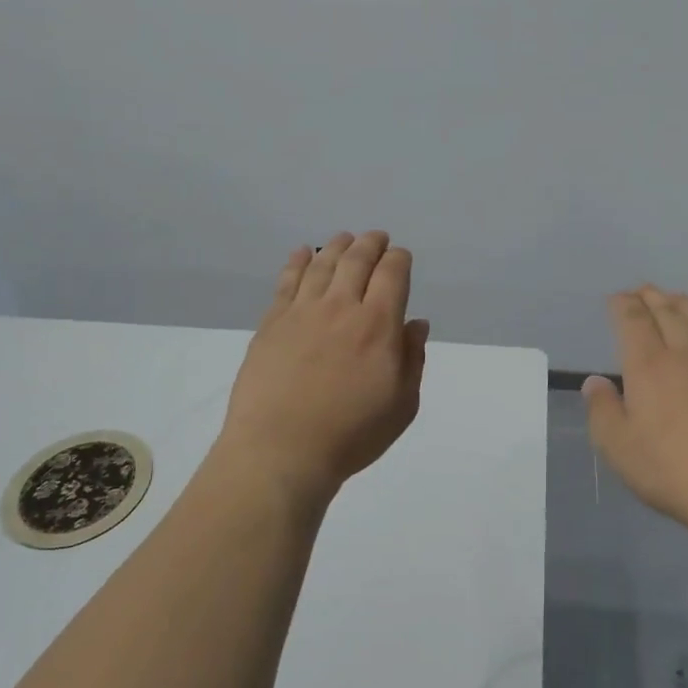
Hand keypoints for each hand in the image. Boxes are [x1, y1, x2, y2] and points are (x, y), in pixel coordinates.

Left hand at [217, 232, 429, 517]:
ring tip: (345, 239)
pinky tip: (302, 253)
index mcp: (378, 325)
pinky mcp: (272, 322)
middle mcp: (341, 307)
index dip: (399, 259)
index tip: (401, 257)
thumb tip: (415, 324)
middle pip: (357, 260)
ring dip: (337, 246)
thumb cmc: (350, 434)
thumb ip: (412, 359)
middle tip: (377, 238)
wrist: (281, 450)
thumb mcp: (402, 406)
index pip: (392, 274)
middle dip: (371, 244)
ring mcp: (302, 311)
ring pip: (322, 264)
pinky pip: (287, 281)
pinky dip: (297, 261)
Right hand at [583, 286, 687, 537]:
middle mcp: (683, 356)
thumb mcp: (618, 447)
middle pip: (668, 314)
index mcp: (648, 366)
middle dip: (652, 298)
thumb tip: (595, 382)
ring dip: (684, 306)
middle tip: (643, 289)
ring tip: (675, 298)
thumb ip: (602, 411)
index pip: (633, 322)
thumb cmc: (673, 468)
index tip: (616, 298)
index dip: (623, 305)